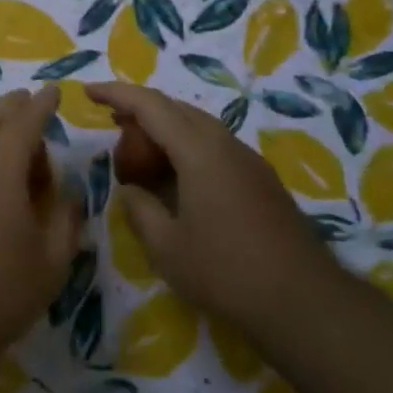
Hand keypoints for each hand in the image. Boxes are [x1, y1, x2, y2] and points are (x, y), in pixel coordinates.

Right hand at [85, 82, 337, 335]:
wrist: (304, 301)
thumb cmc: (226, 272)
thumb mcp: (166, 247)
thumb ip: (140, 210)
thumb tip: (130, 191)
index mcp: (200, 152)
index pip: (151, 106)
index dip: (117, 94)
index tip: (89, 91)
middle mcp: (226, 146)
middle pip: (178, 109)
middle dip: (141, 108)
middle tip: (111, 121)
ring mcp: (249, 162)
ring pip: (199, 126)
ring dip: (165, 128)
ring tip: (138, 147)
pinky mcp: (261, 181)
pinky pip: (215, 146)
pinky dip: (186, 147)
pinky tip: (175, 175)